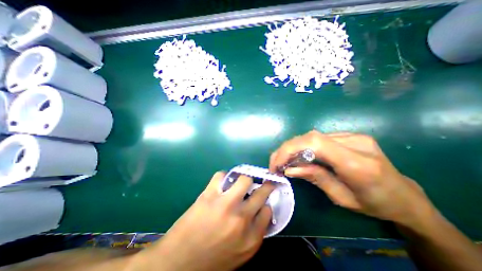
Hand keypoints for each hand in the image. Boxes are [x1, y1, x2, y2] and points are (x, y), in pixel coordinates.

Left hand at [131, 173, 274, 269]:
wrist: (178, 263)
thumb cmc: (212, 260)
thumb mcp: (239, 254)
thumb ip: (254, 233)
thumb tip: (262, 210)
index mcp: (250, 238)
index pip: (268, 211)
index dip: (266, 203)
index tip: (263, 201)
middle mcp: (241, 219)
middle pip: (261, 193)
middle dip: (265, 186)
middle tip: (263, 183)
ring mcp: (225, 204)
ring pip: (244, 179)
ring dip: (245, 179)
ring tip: (241, 183)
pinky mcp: (209, 195)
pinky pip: (221, 176)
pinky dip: (223, 177)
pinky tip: (222, 183)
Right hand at [270, 131, 435, 227]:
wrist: (405, 196)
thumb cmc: (375, 204)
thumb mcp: (341, 198)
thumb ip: (314, 178)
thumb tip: (289, 169)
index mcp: (358, 163)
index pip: (315, 143)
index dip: (290, 149)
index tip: (276, 163)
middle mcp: (355, 142)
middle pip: (310, 137)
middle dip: (287, 149)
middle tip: (275, 163)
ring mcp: (353, 135)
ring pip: (312, 136)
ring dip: (293, 147)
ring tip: (284, 160)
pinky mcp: (349, 135)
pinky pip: (318, 138)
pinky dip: (303, 146)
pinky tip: (299, 155)